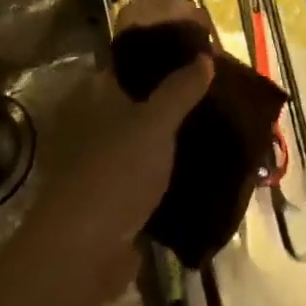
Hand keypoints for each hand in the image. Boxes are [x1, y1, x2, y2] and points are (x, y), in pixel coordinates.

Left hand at [20, 0, 212, 298]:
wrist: (83, 253)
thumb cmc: (115, 173)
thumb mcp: (153, 123)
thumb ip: (180, 88)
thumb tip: (205, 57)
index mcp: (98, 94)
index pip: (132, 60)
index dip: (165, 53)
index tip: (202, 51)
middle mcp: (98, 122)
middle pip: (144, 98)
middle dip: (179, 95)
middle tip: (220, 90)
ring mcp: (108, 161)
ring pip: (151, 137)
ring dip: (179, 134)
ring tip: (222, 124)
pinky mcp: (120, 197)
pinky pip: (154, 173)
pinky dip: (176, 170)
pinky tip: (209, 166)